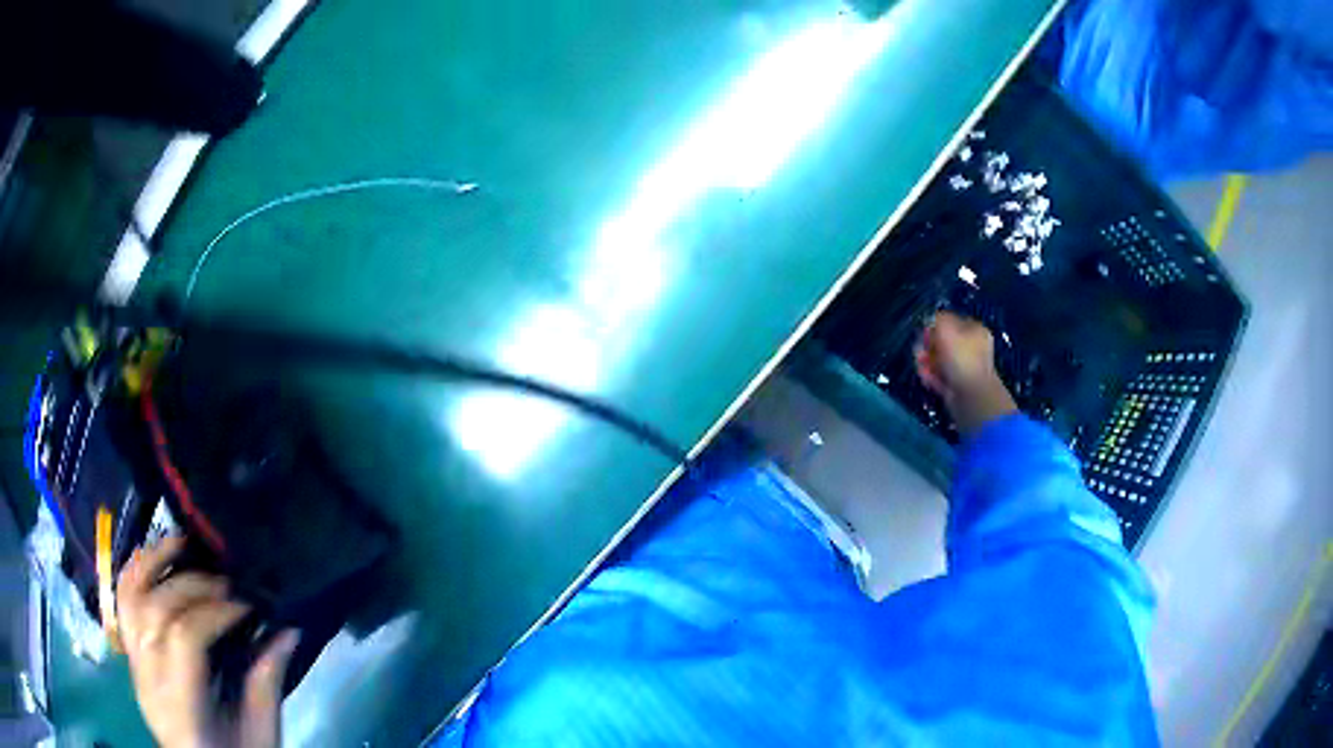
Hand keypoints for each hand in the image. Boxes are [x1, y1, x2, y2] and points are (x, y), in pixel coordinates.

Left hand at [117, 536, 298, 747]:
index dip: (214, 612)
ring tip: (180, 543)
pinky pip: (122, 606)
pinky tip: (153, 558)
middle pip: (154, 612)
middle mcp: (148, 681)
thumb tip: (287, 629)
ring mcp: (134, 667)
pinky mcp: (131, 659)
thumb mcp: (261, 733)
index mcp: (180, 707)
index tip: (246, 606)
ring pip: (128, 599)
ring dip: (151, 563)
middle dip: (189, 587)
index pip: (184, 638)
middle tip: (225, 585)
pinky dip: (134, 575)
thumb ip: (266, 682)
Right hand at [915, 311, 1017, 435]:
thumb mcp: (947, 330)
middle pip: (945, 342)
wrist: (972, 396)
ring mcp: (965, 368)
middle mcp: (972, 348)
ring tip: (919, 364)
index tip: (925, 331)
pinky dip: (931, 376)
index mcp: (974, 331)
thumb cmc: (961, 358)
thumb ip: (937, 320)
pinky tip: (924, 377)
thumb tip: (932, 320)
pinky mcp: (957, 385)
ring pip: (941, 360)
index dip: (936, 325)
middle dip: (929, 345)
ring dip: (927, 361)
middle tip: (919, 350)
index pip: (952, 322)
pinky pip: (940, 377)